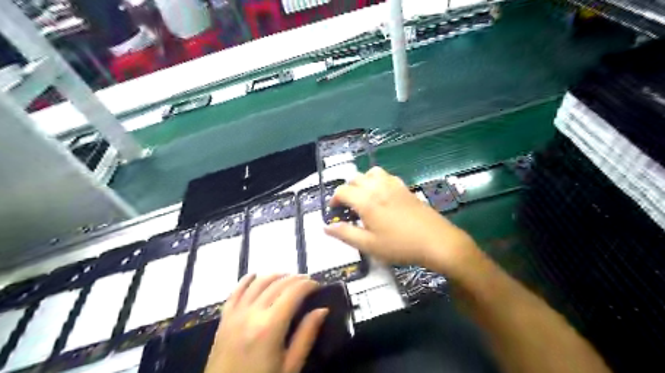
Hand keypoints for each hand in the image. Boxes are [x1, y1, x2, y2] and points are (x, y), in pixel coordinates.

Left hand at [202, 274, 326, 372]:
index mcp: (270, 327)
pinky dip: (247, 280)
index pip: (293, 292)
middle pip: (277, 284)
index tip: (318, 286)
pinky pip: (236, 291)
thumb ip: (306, 335)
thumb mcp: (290, 367)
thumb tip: (322, 310)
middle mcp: (252, 313)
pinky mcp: (224, 318)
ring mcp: (235, 314)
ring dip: (276, 275)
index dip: (308, 284)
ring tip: (288, 278)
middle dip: (296, 279)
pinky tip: (256, 275)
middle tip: (308, 282)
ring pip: (258, 282)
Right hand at [324, 167, 475, 272]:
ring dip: (362, 181)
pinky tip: (382, 195)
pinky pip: (386, 175)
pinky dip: (377, 180)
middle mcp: (378, 187)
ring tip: (364, 196)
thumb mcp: (369, 245)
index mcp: (366, 201)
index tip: (334, 211)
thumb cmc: (399, 245)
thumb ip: (345, 234)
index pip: (342, 191)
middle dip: (347, 190)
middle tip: (348, 207)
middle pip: (355, 178)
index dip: (334, 200)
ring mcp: (393, 185)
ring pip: (371, 172)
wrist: (436, 241)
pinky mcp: (405, 187)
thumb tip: (326, 227)